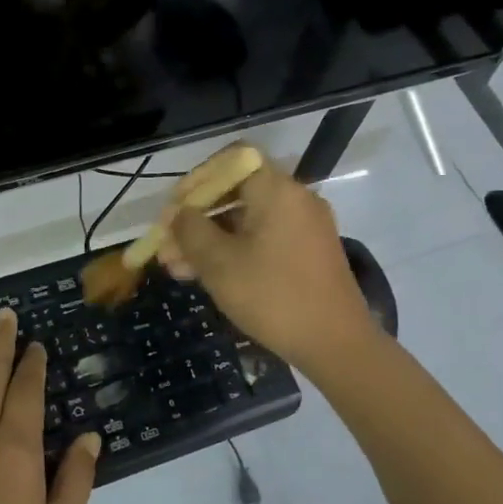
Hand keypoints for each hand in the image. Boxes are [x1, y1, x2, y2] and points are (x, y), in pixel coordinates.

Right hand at [157, 149, 376, 371]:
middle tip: (166, 246)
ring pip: (247, 220)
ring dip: (210, 239)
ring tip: (176, 268)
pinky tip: (206, 276)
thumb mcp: (219, 263)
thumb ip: (191, 231)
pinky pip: (264, 239)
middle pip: (236, 192)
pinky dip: (234, 250)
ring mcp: (305, 227)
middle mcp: (295, 199)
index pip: (233, 159)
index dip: (198, 178)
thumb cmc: (273, 296)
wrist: (336, 344)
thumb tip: (177, 214)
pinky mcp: (308, 253)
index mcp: (277, 190)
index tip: (175, 207)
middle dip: (196, 218)